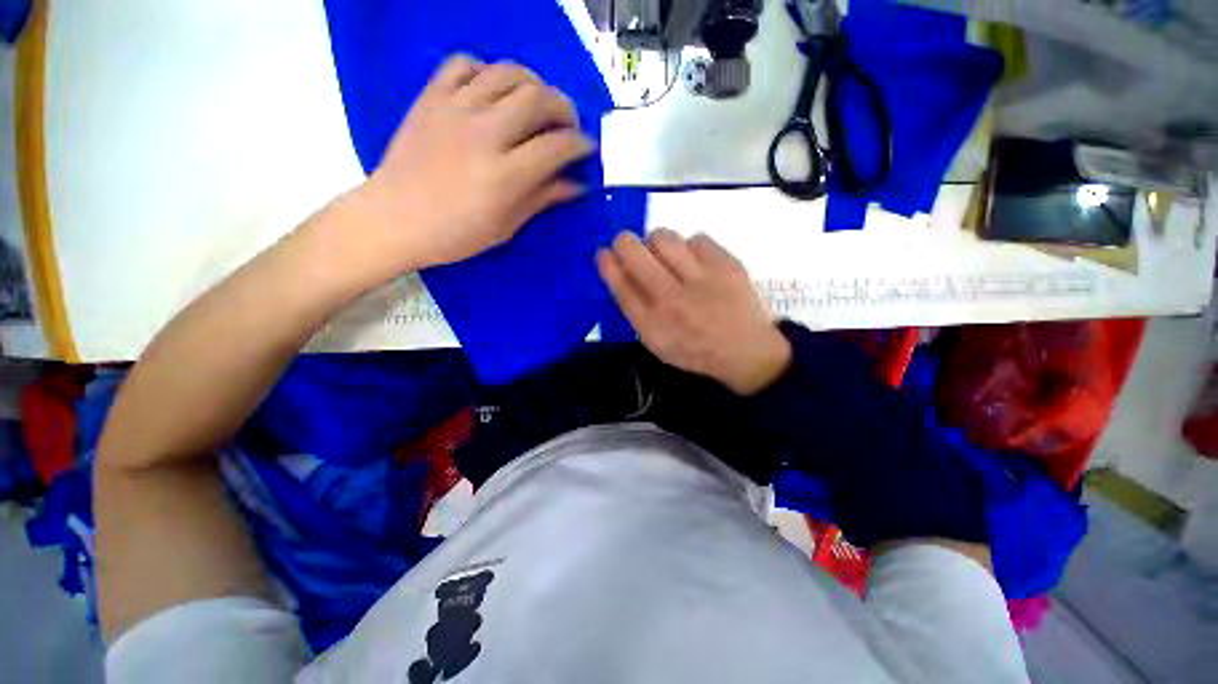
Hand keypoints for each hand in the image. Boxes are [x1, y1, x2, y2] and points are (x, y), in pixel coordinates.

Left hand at [354, 55, 595, 274]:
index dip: (581, 144)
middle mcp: (484, 133)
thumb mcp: (506, 226)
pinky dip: (487, 71)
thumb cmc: (455, 234)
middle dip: (564, 108)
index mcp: (505, 175)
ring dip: (533, 84)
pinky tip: (493, 91)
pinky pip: (464, 64)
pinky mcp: (431, 97)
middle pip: (538, 98)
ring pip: (507, 73)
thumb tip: (576, 186)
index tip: (587, 149)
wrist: (394, 218)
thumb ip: (542, 199)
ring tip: (537, 104)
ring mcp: (455, 109)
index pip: (557, 146)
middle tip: (568, 124)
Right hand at [597, 229, 791, 394]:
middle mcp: (673, 299)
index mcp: (653, 324)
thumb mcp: (657, 342)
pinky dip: (690, 247)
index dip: (608, 265)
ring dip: (657, 242)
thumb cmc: (695, 349)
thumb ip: (636, 310)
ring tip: (667, 256)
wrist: (746, 351)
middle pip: (634, 252)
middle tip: (628, 245)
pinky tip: (696, 263)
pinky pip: (696, 238)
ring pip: (664, 237)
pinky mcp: (727, 264)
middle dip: (624, 243)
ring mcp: (701, 279)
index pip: (620, 285)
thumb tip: (619, 271)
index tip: (604, 253)